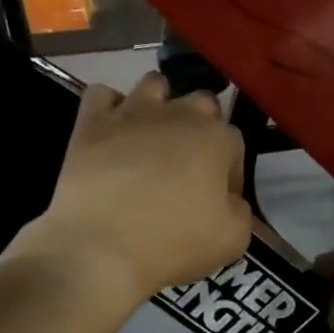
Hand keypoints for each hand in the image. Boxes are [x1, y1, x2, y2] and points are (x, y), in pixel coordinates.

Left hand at [20, 73, 251, 301]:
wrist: (100, 248)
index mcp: (217, 139)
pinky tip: (112, 133)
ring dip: (160, 104)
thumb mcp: (233, 240)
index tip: (217, 199)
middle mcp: (178, 113)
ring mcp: (132, 112)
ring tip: (151, 138)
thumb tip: (229, 198)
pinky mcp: (92, 121)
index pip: (235, 142)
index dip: (228, 172)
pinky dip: (109, 108)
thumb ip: (241, 210)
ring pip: (155, 84)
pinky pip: (102, 94)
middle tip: (187, 166)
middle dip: (200, 127)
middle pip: (201, 103)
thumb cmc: (172, 244)